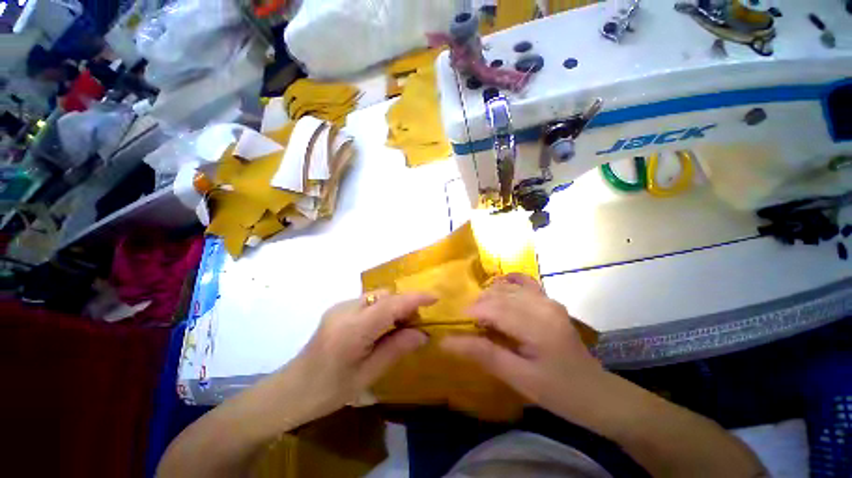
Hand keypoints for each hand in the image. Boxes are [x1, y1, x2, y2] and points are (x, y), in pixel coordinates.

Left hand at [286, 291, 436, 420]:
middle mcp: (346, 310)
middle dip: (405, 305)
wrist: (291, 390)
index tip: (434, 298)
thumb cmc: (329, 391)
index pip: (390, 305)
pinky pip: (368, 301)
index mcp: (353, 330)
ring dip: (393, 307)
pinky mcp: (338, 308)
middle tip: (414, 327)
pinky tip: (379, 329)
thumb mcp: (367, 375)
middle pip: (385, 296)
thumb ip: (396, 349)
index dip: (414, 299)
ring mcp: (340, 306)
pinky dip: (382, 309)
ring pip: (378, 296)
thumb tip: (423, 334)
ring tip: (397, 329)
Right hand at [441, 273, 602, 413]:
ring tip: (481, 315)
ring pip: (508, 288)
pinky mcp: (550, 302)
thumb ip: (484, 355)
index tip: (457, 324)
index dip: (472, 313)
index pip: (494, 308)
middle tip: (469, 324)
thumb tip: (447, 342)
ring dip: (490, 297)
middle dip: (479, 306)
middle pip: (499, 295)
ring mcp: (548, 301)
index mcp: (536, 325)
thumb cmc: (558, 391)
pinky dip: (508, 283)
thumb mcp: (519, 378)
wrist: (597, 393)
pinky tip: (498, 289)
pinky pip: (525, 283)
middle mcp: (542, 305)